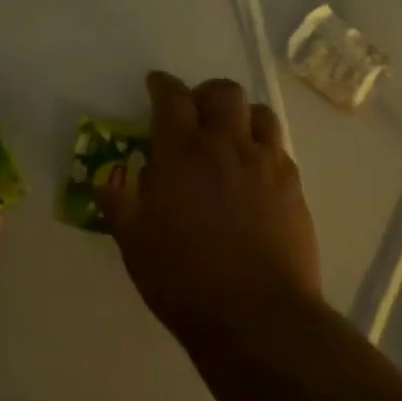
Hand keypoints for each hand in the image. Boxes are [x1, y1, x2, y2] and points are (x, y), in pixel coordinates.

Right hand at [97, 71, 321, 345]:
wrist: (257, 316)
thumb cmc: (184, 280)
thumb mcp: (134, 244)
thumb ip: (119, 204)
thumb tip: (108, 180)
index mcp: (181, 153)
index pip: (172, 98)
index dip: (162, 85)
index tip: (156, 84)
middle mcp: (226, 146)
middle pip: (222, 92)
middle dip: (205, 93)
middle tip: (195, 111)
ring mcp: (265, 164)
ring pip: (259, 113)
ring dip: (240, 115)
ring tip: (230, 135)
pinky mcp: (293, 186)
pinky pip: (279, 148)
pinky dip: (263, 147)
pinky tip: (254, 172)